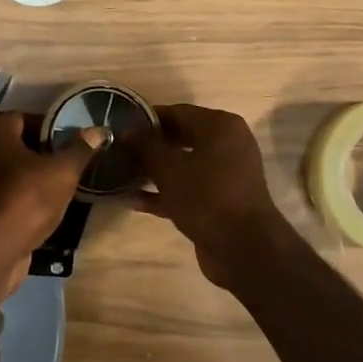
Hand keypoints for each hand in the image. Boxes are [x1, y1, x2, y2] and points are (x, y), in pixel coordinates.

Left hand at [0, 113, 107, 270]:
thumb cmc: (27, 197)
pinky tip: (44, 209)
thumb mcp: (62, 171)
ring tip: (62, 187)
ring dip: (34, 178)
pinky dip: (22, 198)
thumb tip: (97, 131)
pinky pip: (5, 194)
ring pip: (11, 171)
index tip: (74, 142)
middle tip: (71, 164)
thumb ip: (80, 149)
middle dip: (44, 153)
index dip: (52, 128)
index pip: (27, 118)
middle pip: (18, 144)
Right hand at [128, 104, 297, 290]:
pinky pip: (188, 189)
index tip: (120, 127)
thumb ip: (145, 146)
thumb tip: (125, 129)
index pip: (177, 112)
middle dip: (149, 146)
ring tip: (121, 174)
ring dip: (154, 171)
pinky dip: (164, 193)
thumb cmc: (206, 196)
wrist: (243, 249)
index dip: (146, 119)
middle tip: (119, 150)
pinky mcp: (220, 202)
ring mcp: (225, 175)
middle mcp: (227, 145)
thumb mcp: (169, 168)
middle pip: (181, 138)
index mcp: (221, 126)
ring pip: (183, 166)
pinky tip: (133, 201)